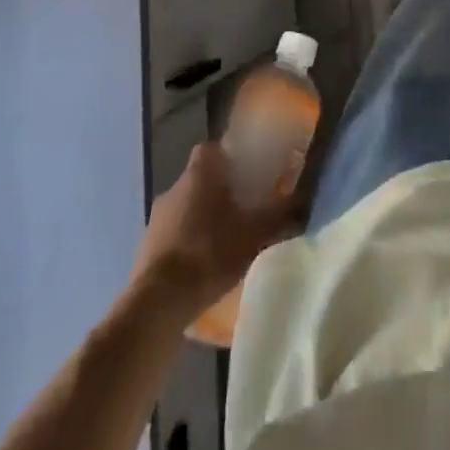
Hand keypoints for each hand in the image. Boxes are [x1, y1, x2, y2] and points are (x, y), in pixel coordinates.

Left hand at [131, 142, 294, 312]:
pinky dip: (187, 242)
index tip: (246, 171)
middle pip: (200, 178)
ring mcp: (156, 219)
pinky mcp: (146, 248)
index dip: (229, 156)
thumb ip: (280, 214)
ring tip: (225, 240)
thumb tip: (304, 199)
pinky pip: (173, 234)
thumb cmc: (210, 252)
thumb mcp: (254, 233)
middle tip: (243, 208)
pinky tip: (203, 265)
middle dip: (219, 190)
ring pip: (185, 207)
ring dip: (202, 218)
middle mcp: (174, 187)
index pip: (212, 148)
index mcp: (199, 173)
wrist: (159, 301)